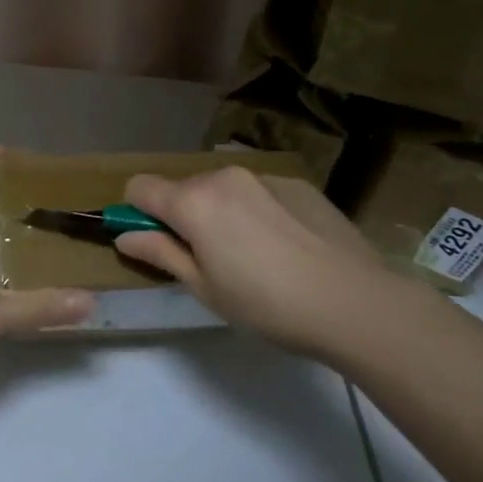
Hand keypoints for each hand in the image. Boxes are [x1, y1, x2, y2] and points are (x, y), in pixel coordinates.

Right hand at [116, 167, 393, 358]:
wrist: (357, 303)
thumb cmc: (268, 305)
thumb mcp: (205, 289)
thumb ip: (161, 254)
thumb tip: (125, 235)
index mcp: (193, 202)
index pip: (140, 187)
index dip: (136, 213)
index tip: (153, 243)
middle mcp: (223, 176)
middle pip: (182, 188)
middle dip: (183, 216)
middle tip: (208, 261)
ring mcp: (263, 176)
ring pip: (222, 189)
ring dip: (221, 213)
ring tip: (253, 256)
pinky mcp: (297, 183)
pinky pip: (259, 192)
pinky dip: (257, 212)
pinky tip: (286, 248)